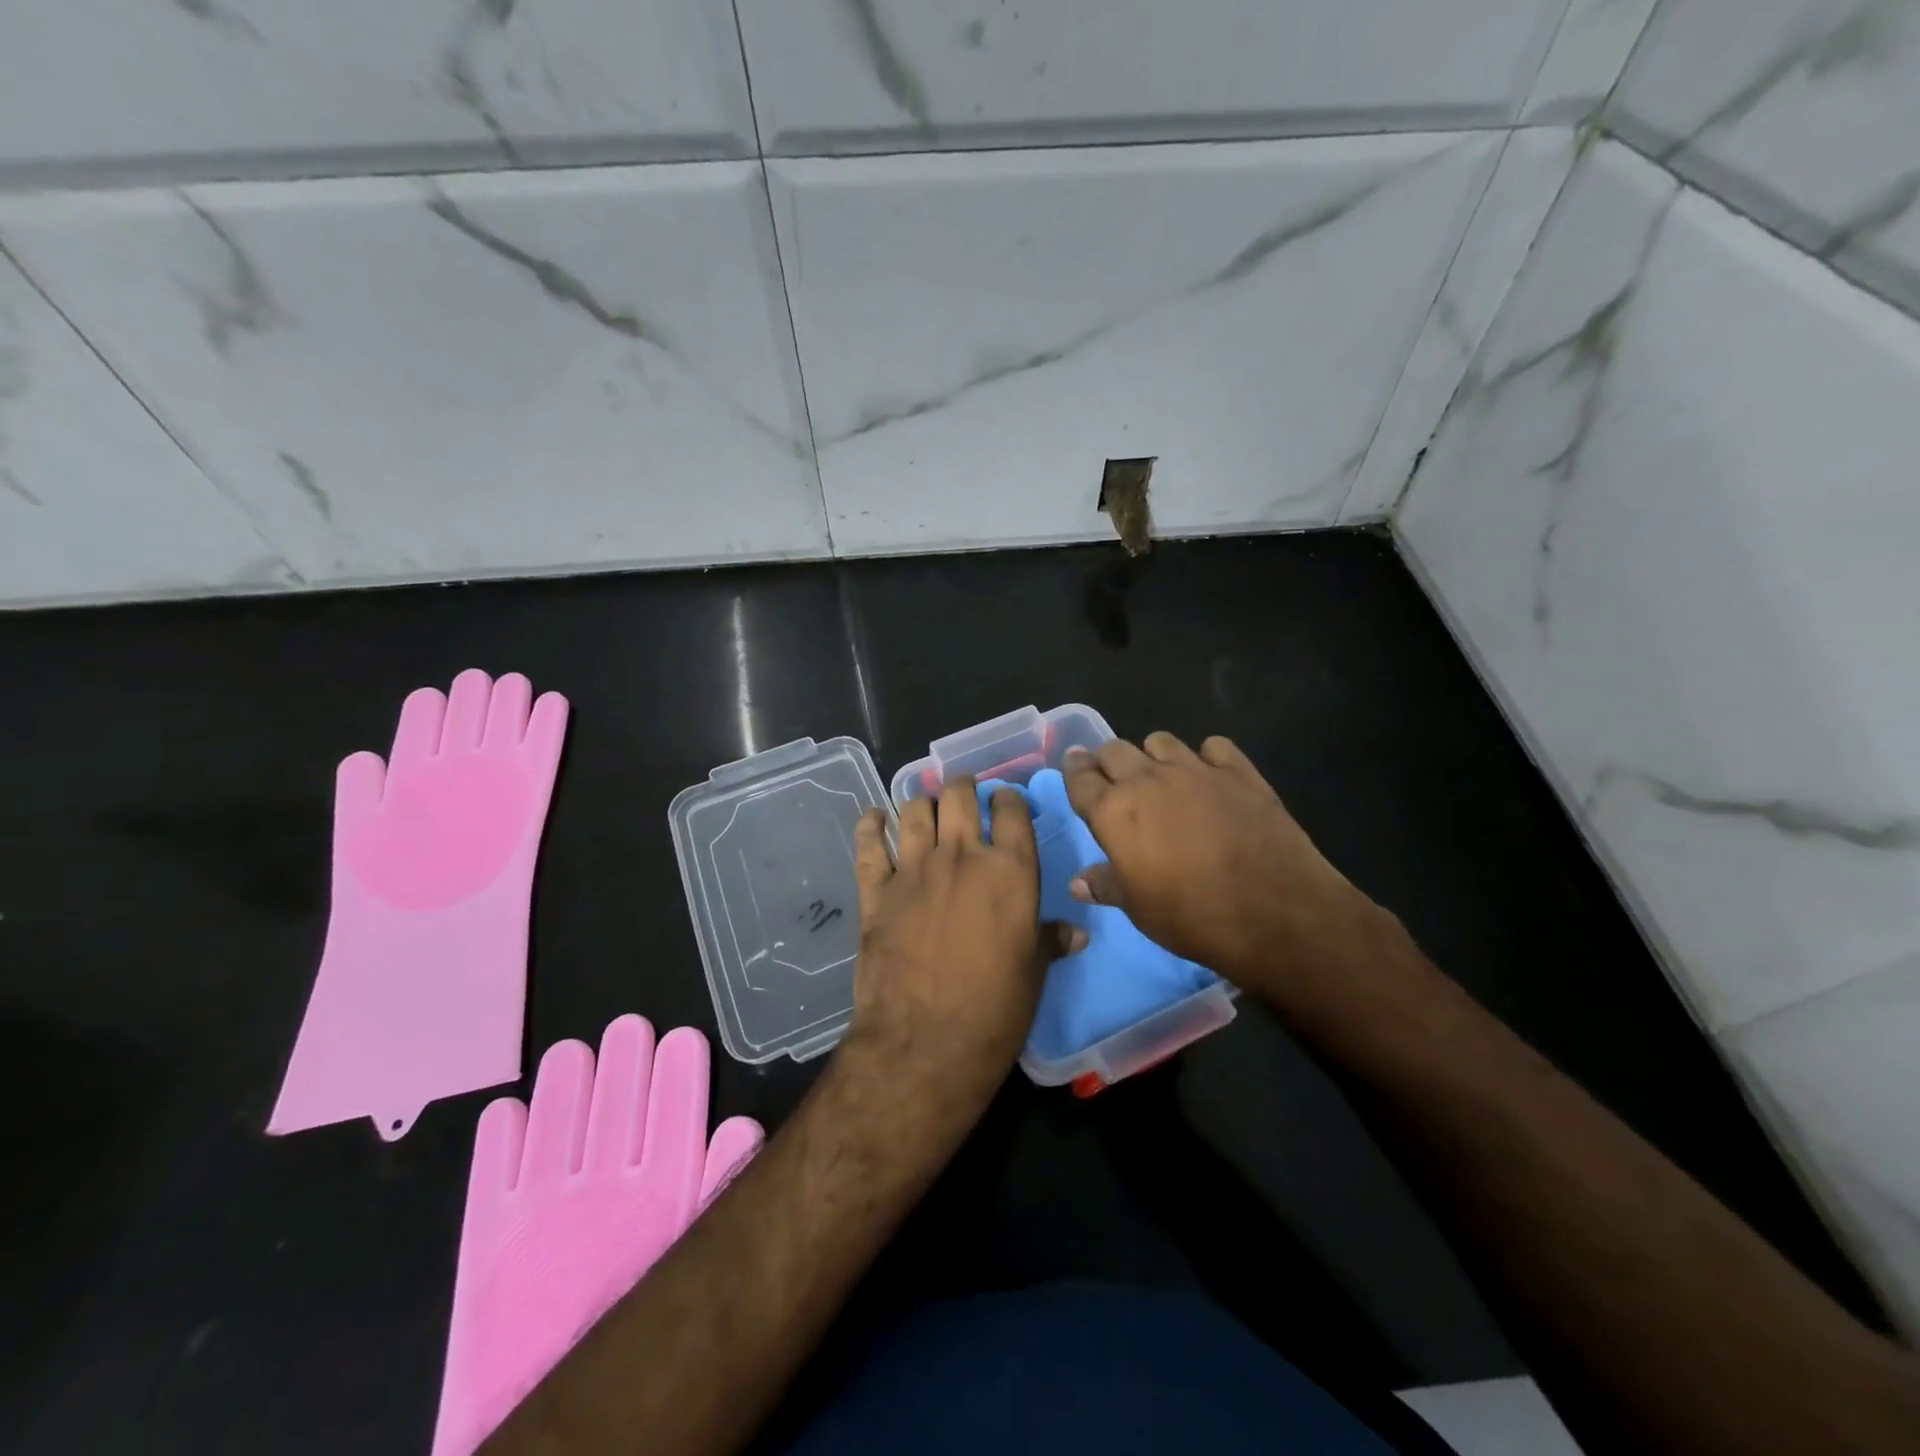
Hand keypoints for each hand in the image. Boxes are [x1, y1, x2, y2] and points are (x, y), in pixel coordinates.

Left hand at [841, 776, 1082, 1119]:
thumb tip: (1077, 932)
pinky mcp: (876, 890)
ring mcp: (914, 869)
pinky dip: (870, 826)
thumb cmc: (994, 1011)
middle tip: (965, 795)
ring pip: (915, 810)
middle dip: (964, 788)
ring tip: (927, 810)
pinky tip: (874, 819)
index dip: (1009, 800)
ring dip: (923, 804)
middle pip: (959, 796)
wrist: (924, 1044)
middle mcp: (961, 856)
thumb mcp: (1034, 973)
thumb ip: (1050, 940)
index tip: (1007, 804)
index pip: (1012, 810)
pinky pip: (869, 844)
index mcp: (1010, 871)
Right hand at [1062, 733, 1382, 994]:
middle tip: (1113, 779)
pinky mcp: (1238, 771)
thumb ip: (1106, 885)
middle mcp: (1147, 780)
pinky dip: (1207, 757)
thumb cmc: (1192, 916)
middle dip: (1107, 761)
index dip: (1073, 772)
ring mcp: (1195, 770)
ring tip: (1161, 777)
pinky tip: (1212, 778)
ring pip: (1160, 740)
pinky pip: (1213, 746)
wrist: (1274, 912)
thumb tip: (1078, 882)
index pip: (1080, 778)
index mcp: (1114, 811)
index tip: (1074, 769)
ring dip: (1153, 755)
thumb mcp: (1138, 909)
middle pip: (1114, 750)